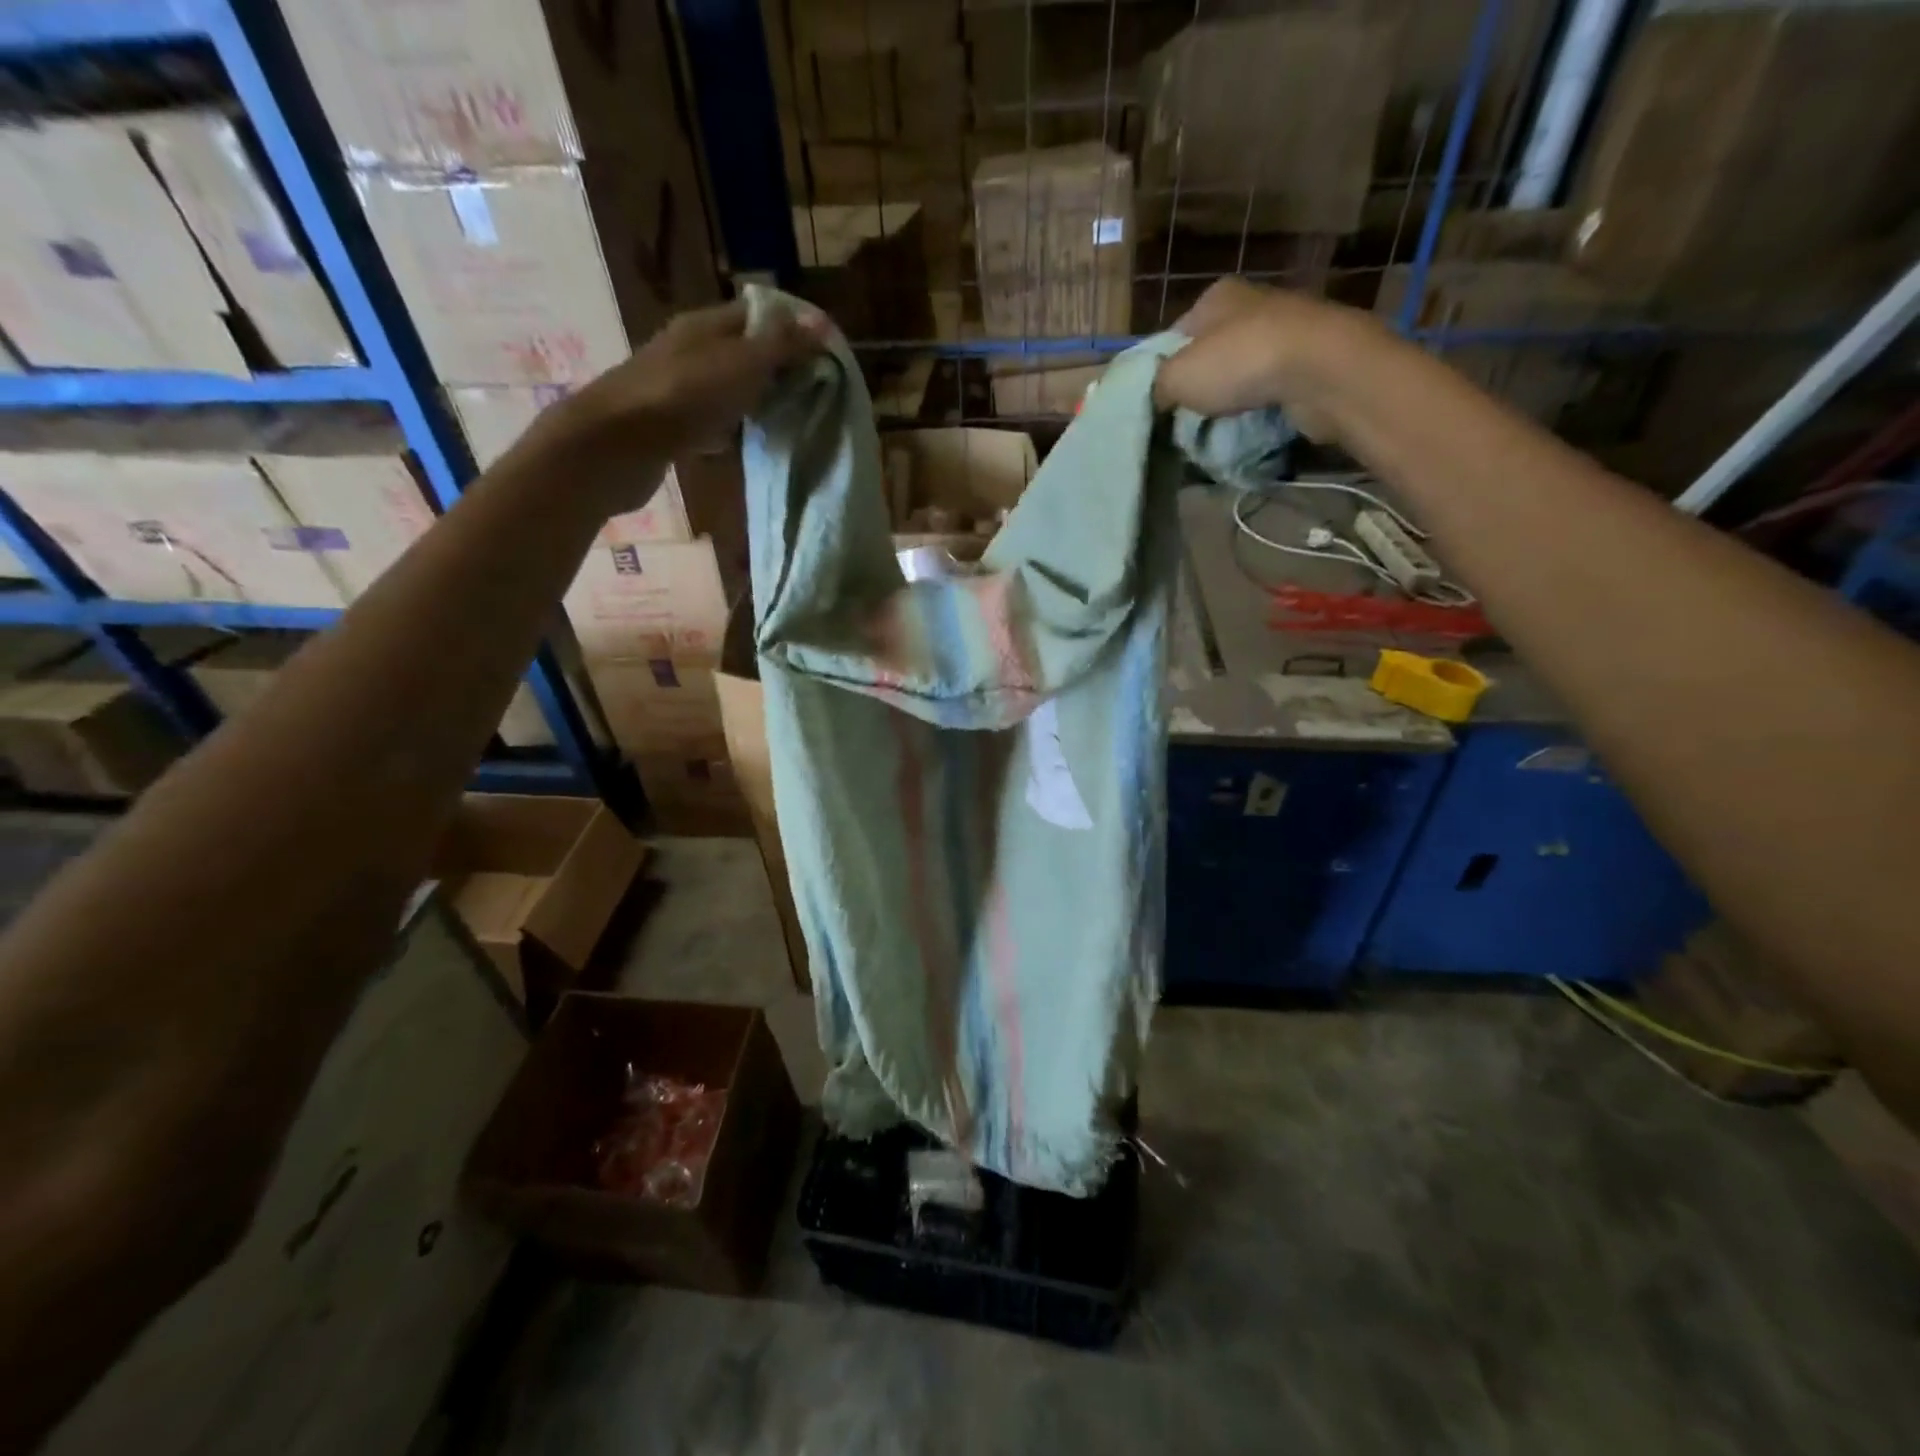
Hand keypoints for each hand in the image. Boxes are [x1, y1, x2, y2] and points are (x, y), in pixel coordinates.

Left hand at [534, 298, 831, 509]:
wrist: (618, 444)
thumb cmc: (685, 396)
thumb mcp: (743, 364)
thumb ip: (781, 345)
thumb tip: (820, 322)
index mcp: (705, 325)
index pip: (756, 313)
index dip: (790, 328)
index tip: (824, 354)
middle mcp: (688, 349)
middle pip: (741, 350)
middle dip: (776, 366)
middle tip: (813, 390)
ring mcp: (676, 388)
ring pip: (726, 386)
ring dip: (754, 398)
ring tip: (788, 417)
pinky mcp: (669, 425)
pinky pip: (710, 420)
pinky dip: (730, 428)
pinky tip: (746, 442)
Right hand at [1153, 279, 1375, 442]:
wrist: (1321, 369)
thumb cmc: (1240, 362)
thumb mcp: (1177, 377)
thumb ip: (1157, 386)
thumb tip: (1158, 398)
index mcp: (1216, 297)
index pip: (1174, 336)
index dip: (1163, 371)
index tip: (1160, 405)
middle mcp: (1251, 304)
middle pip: (1210, 355)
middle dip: (1200, 388)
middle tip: (1186, 422)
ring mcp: (1285, 329)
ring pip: (1242, 372)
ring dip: (1231, 400)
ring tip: (1219, 428)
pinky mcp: (1310, 358)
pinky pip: (1272, 388)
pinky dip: (1261, 406)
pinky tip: (1253, 424)